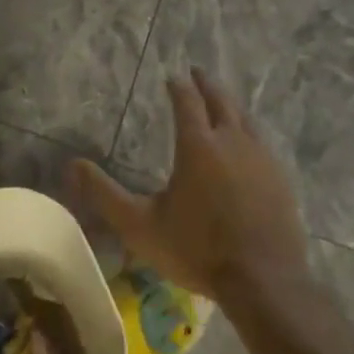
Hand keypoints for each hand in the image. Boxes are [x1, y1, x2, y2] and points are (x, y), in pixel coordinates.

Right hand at [70, 68, 306, 299]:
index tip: (172, 77)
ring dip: (230, 105)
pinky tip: (249, 143)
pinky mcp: (281, 179)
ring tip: (222, 102)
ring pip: (246, 119)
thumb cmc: (196, 250)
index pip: (187, 103)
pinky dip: (249, 132)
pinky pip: (263, 143)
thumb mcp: (140, 225)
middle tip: (197, 72)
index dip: (178, 87)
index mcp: (198, 145)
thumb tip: (72, 164)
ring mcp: (262, 159)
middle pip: (220, 101)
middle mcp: (232, 141)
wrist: (263, 281)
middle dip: (206, 85)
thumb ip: (105, 193)